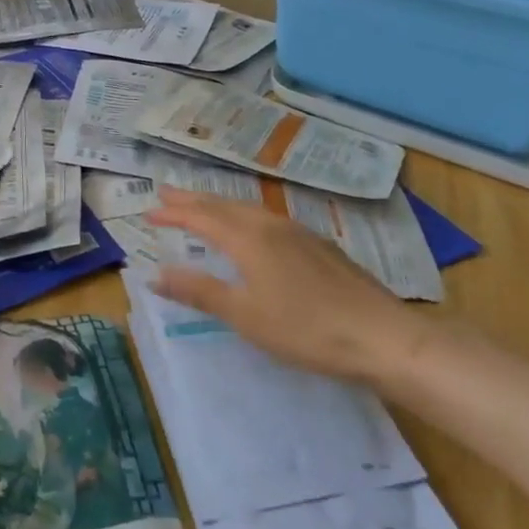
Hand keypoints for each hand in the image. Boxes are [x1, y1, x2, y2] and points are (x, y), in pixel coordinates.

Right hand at [144, 190, 432, 387]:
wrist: (381, 335)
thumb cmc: (305, 329)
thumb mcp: (245, 315)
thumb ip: (199, 291)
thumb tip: (155, 273)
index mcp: (248, 239)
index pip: (201, 217)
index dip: (173, 213)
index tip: (147, 211)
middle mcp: (270, 225)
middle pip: (223, 205)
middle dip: (192, 199)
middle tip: (165, 193)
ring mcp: (298, 232)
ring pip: (247, 209)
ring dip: (219, 205)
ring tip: (202, 205)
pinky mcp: (318, 245)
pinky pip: (268, 219)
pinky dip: (244, 216)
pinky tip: (252, 228)